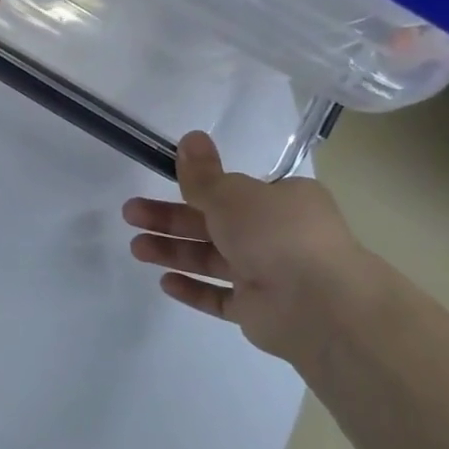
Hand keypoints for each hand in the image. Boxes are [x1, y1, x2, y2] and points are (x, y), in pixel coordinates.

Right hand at [123, 131, 374, 361]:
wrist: (318, 304)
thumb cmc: (277, 234)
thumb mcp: (232, 194)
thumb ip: (203, 175)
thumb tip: (191, 137)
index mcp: (283, 201)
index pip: (235, 191)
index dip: (196, 188)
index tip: (163, 184)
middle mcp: (277, 235)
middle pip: (214, 224)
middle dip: (170, 219)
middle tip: (130, 214)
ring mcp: (268, 275)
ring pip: (212, 260)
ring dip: (174, 252)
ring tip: (136, 248)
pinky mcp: (258, 311)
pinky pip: (220, 297)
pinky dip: (194, 289)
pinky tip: (165, 283)